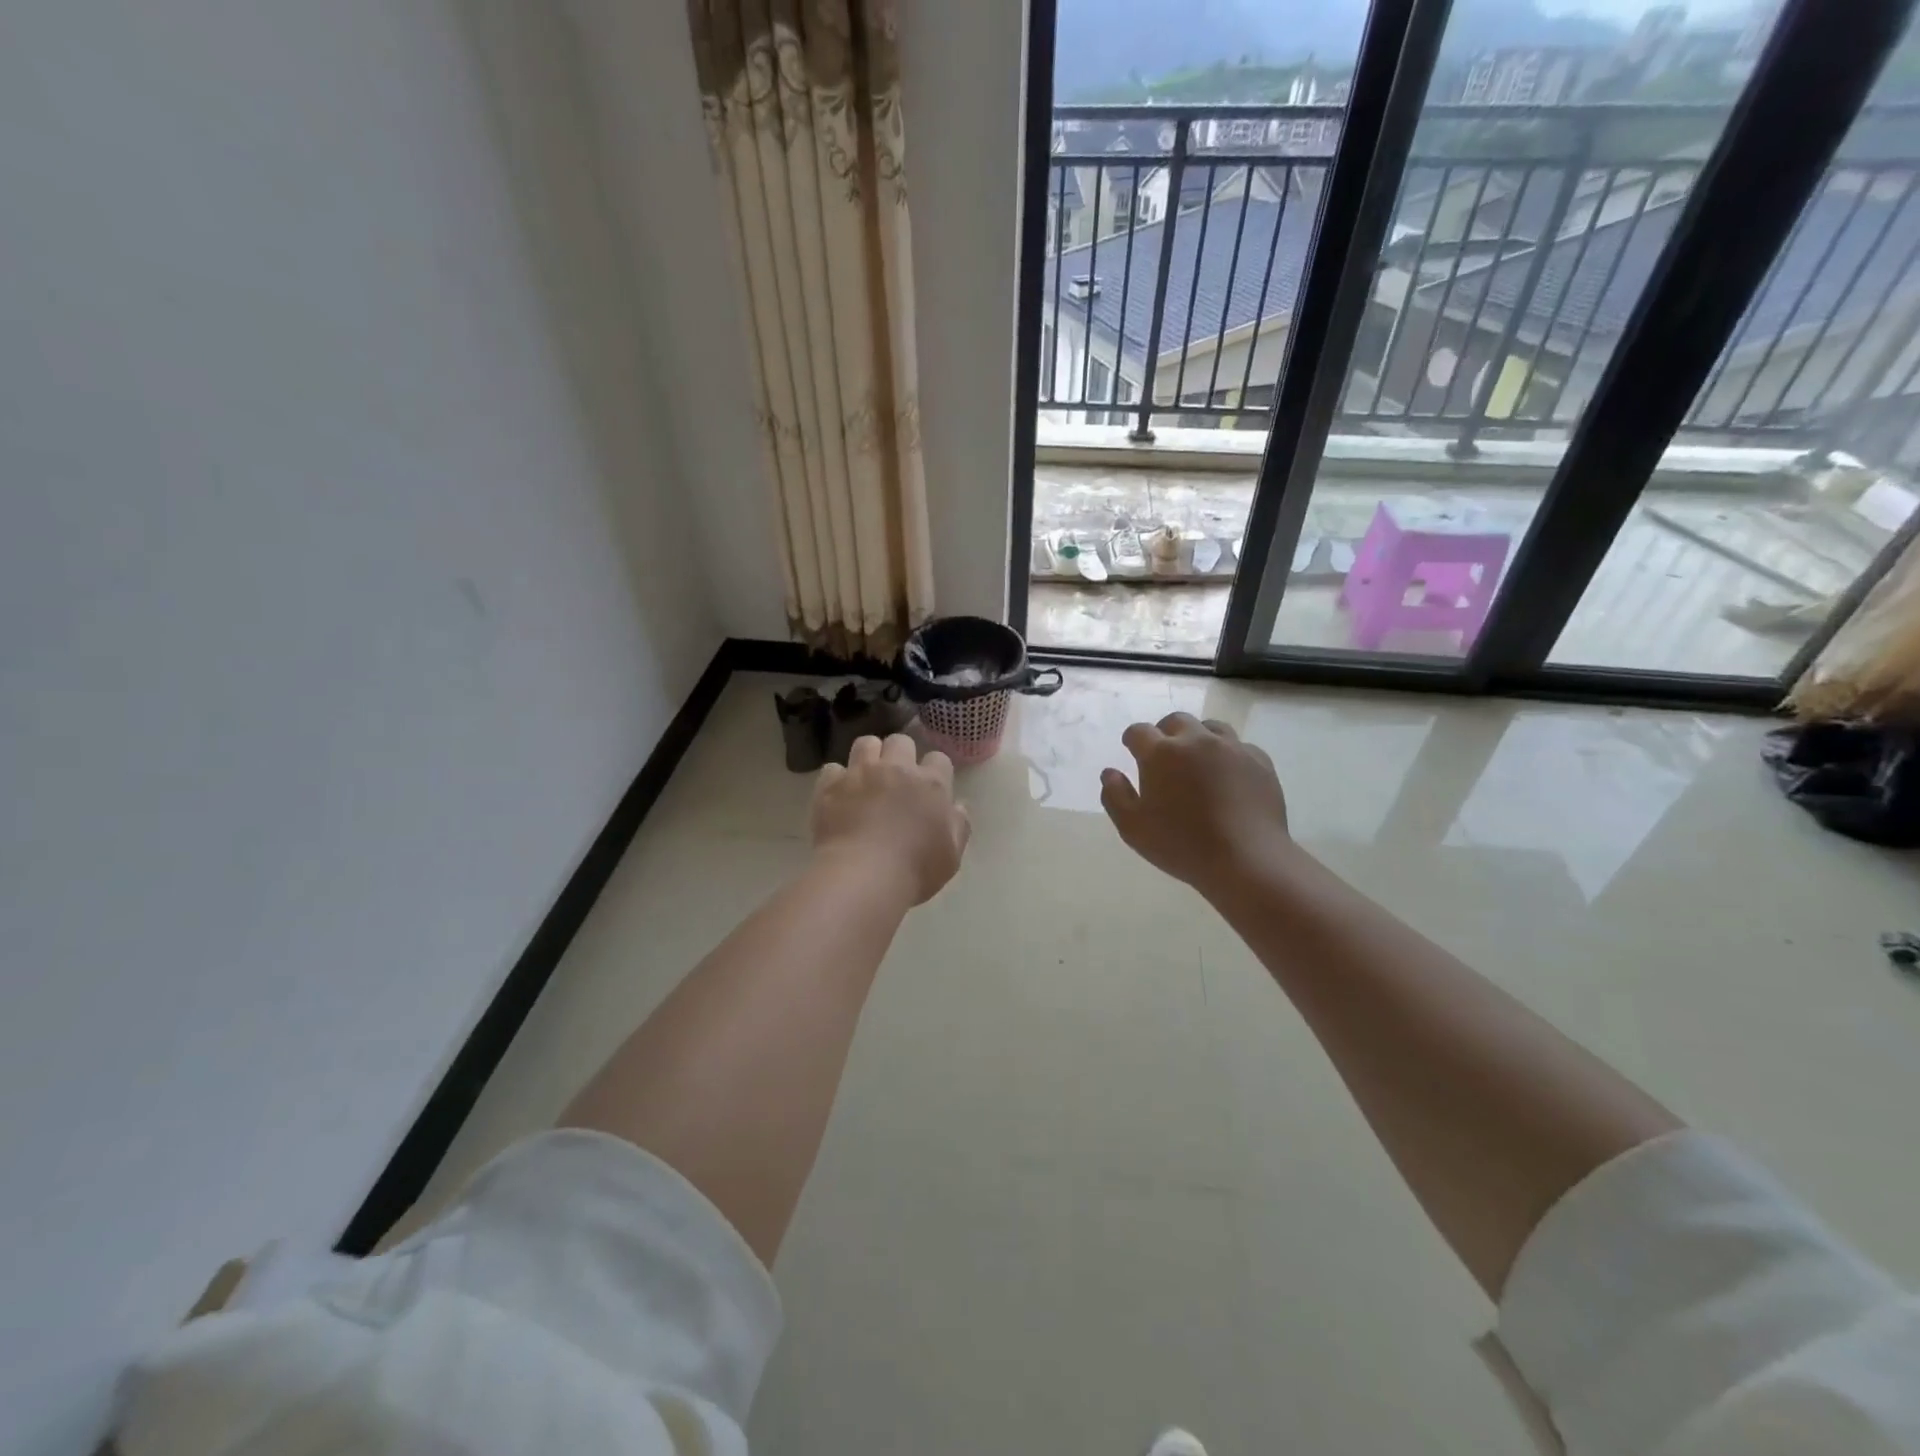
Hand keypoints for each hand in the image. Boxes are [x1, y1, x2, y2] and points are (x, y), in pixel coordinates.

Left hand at [811, 734, 970, 905]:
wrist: (863, 876)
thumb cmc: (915, 870)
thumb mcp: (951, 855)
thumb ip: (958, 826)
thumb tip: (958, 807)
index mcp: (931, 785)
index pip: (939, 759)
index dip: (935, 771)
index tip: (929, 789)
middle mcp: (897, 769)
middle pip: (901, 741)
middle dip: (900, 755)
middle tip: (896, 779)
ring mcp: (861, 773)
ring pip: (866, 743)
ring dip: (869, 756)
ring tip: (866, 777)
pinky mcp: (831, 785)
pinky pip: (833, 768)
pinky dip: (836, 779)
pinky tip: (838, 795)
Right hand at [1100, 713, 1291, 894]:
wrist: (1246, 859)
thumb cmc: (1182, 845)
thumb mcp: (1133, 828)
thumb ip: (1115, 796)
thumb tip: (1110, 773)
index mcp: (1161, 753)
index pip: (1139, 732)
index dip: (1132, 740)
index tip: (1132, 750)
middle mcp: (1196, 740)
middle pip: (1176, 721)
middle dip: (1165, 732)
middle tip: (1164, 755)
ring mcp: (1232, 748)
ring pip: (1210, 727)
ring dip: (1198, 738)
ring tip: (1197, 761)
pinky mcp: (1259, 761)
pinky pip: (1239, 747)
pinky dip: (1228, 754)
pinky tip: (1227, 776)